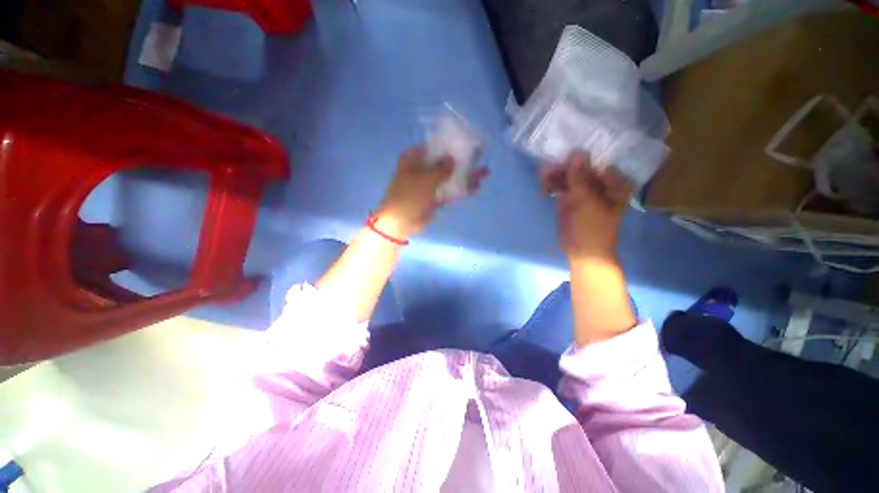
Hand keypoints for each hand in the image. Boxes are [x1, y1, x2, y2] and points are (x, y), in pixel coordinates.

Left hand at [375, 145, 487, 239]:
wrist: (401, 223)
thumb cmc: (409, 197)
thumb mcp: (426, 180)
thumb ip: (442, 169)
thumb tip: (453, 158)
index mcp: (413, 159)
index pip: (434, 147)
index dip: (450, 145)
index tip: (466, 143)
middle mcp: (421, 169)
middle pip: (444, 162)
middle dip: (462, 161)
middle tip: (480, 157)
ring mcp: (429, 185)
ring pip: (449, 178)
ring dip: (465, 176)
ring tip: (484, 173)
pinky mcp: (434, 198)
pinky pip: (449, 192)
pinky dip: (461, 190)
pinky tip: (476, 187)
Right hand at [541, 153, 632, 260]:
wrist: (583, 251)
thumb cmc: (592, 227)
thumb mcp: (587, 201)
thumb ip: (580, 177)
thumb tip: (577, 152)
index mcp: (613, 183)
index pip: (599, 161)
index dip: (583, 154)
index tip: (567, 148)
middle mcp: (599, 184)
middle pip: (581, 168)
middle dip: (565, 165)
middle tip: (549, 164)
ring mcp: (583, 192)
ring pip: (569, 177)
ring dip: (556, 174)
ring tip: (543, 173)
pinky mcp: (569, 200)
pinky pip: (560, 187)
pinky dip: (552, 185)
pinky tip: (544, 184)